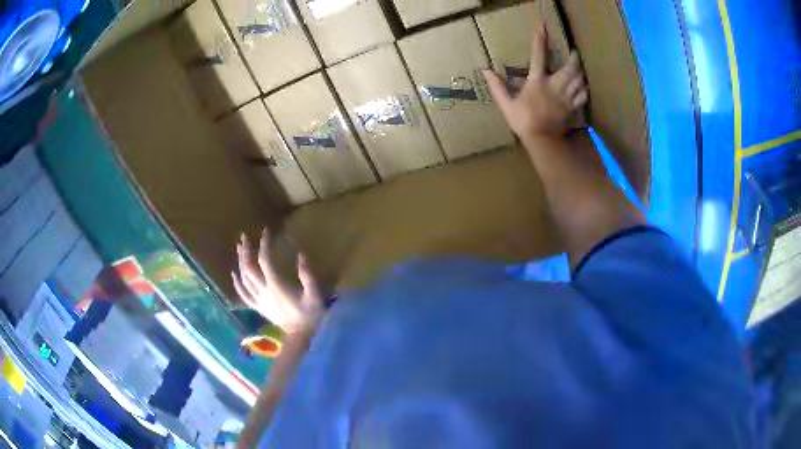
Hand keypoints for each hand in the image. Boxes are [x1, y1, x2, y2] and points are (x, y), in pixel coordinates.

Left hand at [232, 229, 324, 334]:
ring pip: (244, 279)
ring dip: (240, 263)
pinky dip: (237, 284)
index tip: (265, 231)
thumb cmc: (311, 315)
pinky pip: (244, 295)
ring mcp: (259, 300)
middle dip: (245, 251)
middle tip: (244, 237)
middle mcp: (264, 291)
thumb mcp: (314, 295)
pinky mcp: (259, 307)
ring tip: (239, 249)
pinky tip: (234, 274)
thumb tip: (301, 255)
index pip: (265, 260)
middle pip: (248, 268)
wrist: (302, 336)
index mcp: (276, 285)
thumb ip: (307, 275)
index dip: (263, 244)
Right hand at [483, 25, 587, 138]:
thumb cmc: (523, 121)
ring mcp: (566, 97)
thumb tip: (485, 71)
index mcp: (537, 82)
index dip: (540, 40)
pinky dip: (584, 89)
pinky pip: (583, 95)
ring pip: (579, 80)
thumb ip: (497, 86)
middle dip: (574, 58)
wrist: (542, 140)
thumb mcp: (506, 104)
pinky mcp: (573, 107)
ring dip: (580, 72)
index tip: (542, 27)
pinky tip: (583, 87)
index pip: (538, 56)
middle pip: (569, 67)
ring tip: (580, 68)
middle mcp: (554, 85)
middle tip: (574, 52)